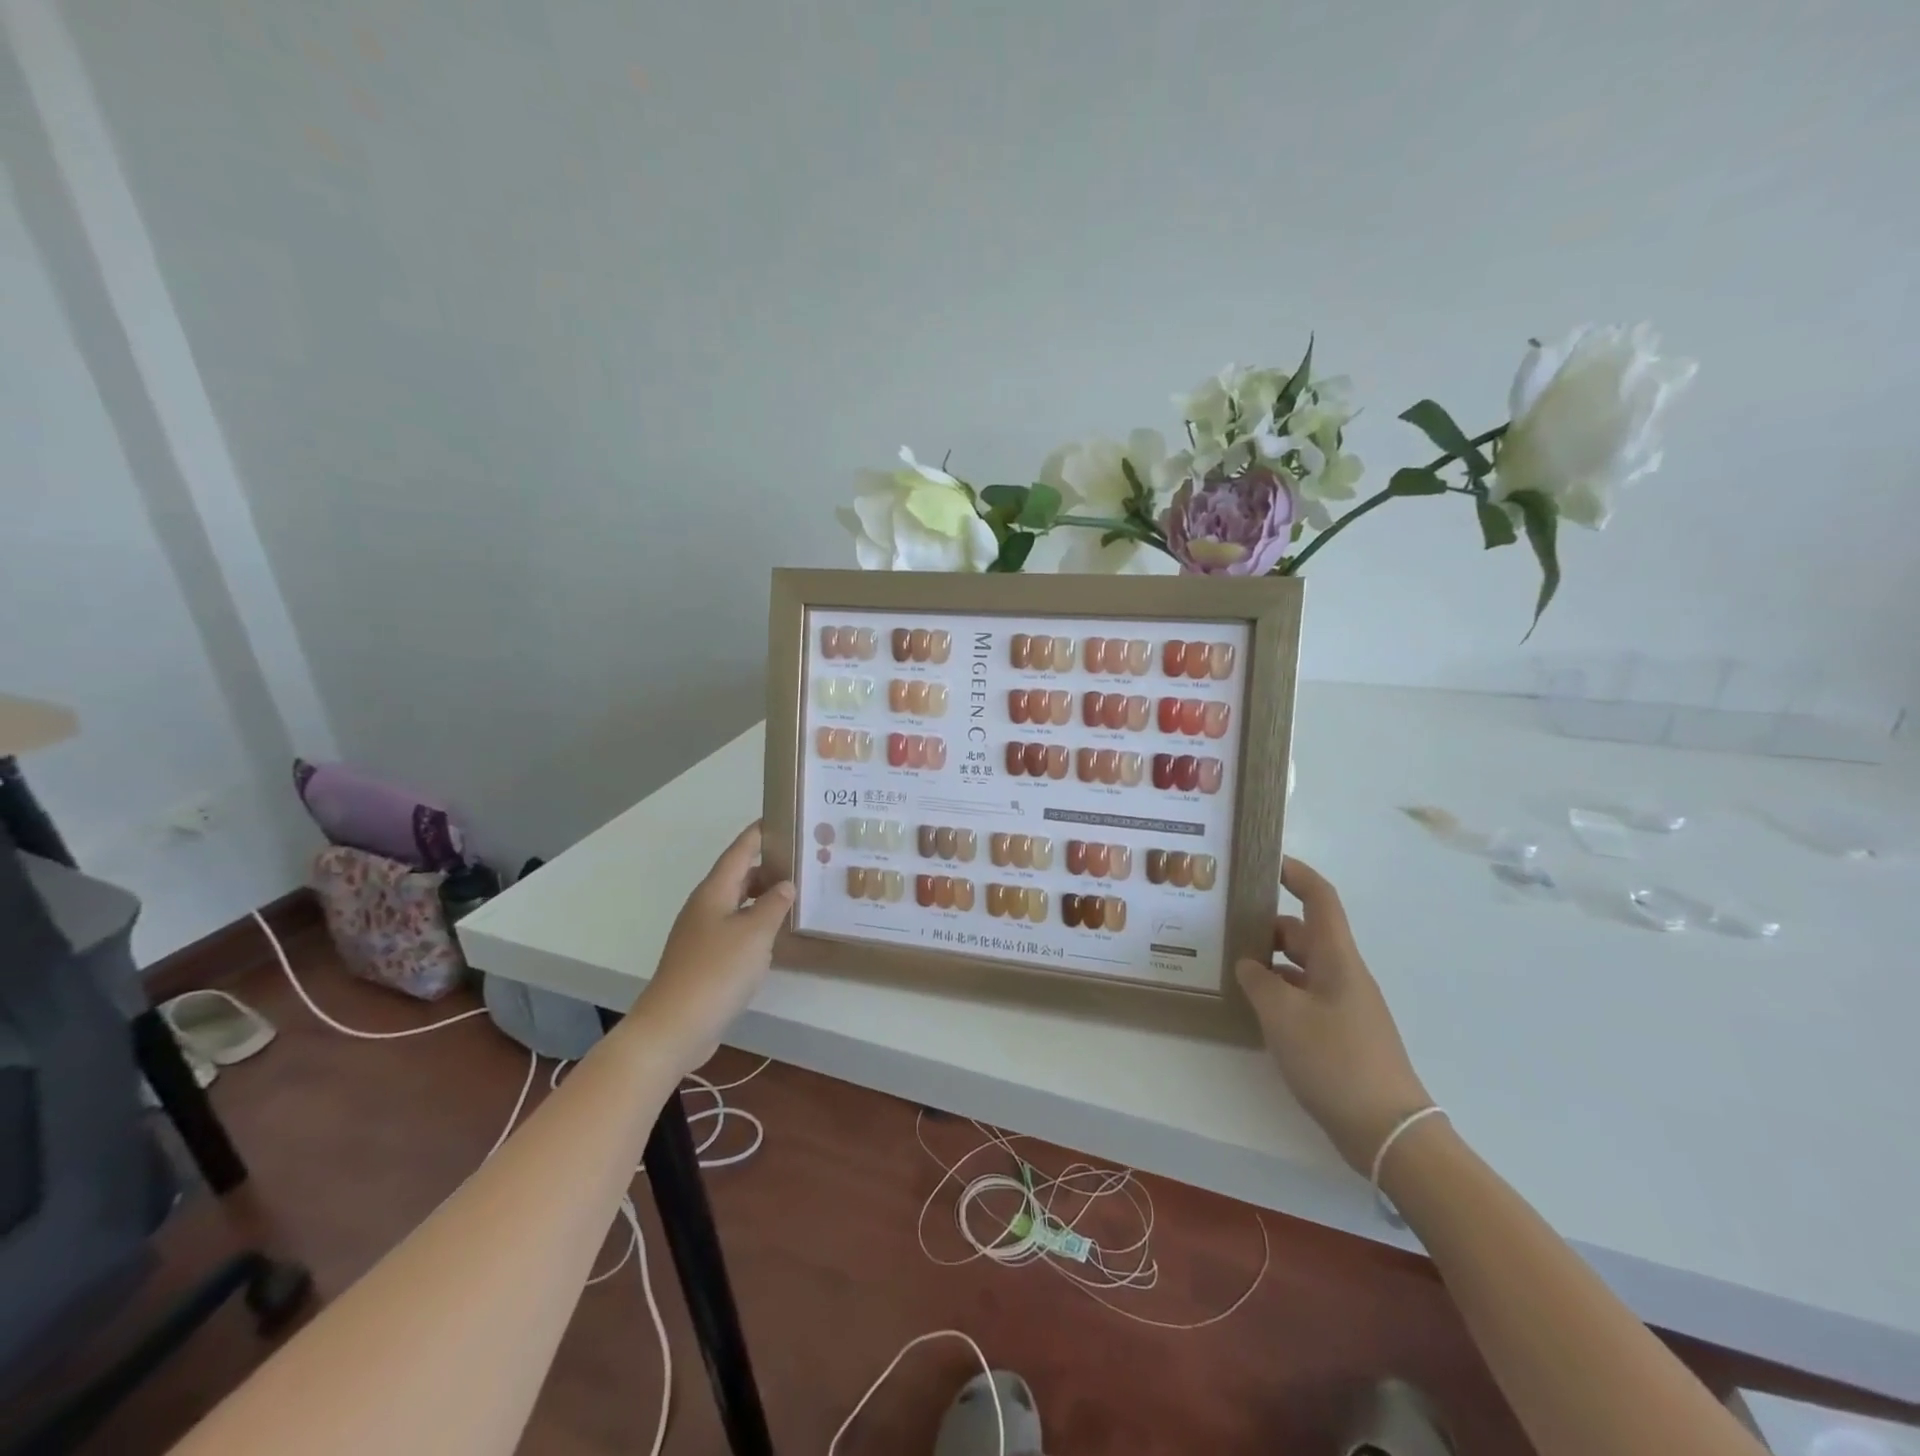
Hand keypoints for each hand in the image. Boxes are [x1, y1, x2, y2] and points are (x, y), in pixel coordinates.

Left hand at [635, 822, 792, 1073]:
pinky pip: (736, 929)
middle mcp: (706, 907)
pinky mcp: (705, 960)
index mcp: (714, 893)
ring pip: (738, 904)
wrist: (674, 1027)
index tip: (779, 817)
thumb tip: (786, 884)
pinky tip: (776, 934)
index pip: (739, 852)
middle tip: (802, 861)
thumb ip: (773, 905)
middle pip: (739, 877)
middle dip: (768, 866)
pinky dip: (757, 924)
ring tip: (797, 894)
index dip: (758, 834)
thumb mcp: (754, 933)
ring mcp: (702, 935)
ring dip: (764, 897)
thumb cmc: (716, 972)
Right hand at [1235, 857, 1431, 1173]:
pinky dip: (1280, 991)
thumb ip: (1259, 982)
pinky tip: (1254, 1007)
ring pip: (1303, 967)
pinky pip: (1305, 995)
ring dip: (1270, 961)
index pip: (1320, 900)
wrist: (1388, 1131)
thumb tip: (1249, 965)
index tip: (1268, 862)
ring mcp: (1345, 1005)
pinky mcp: (1342, 1033)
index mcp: (1337, 959)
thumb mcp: (1282, 1016)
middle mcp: (1344, 974)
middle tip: (1226, 927)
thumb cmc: (1335, 1061)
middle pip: (1305, 934)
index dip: (1297, 874)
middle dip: (1268, 926)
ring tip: (1231, 967)